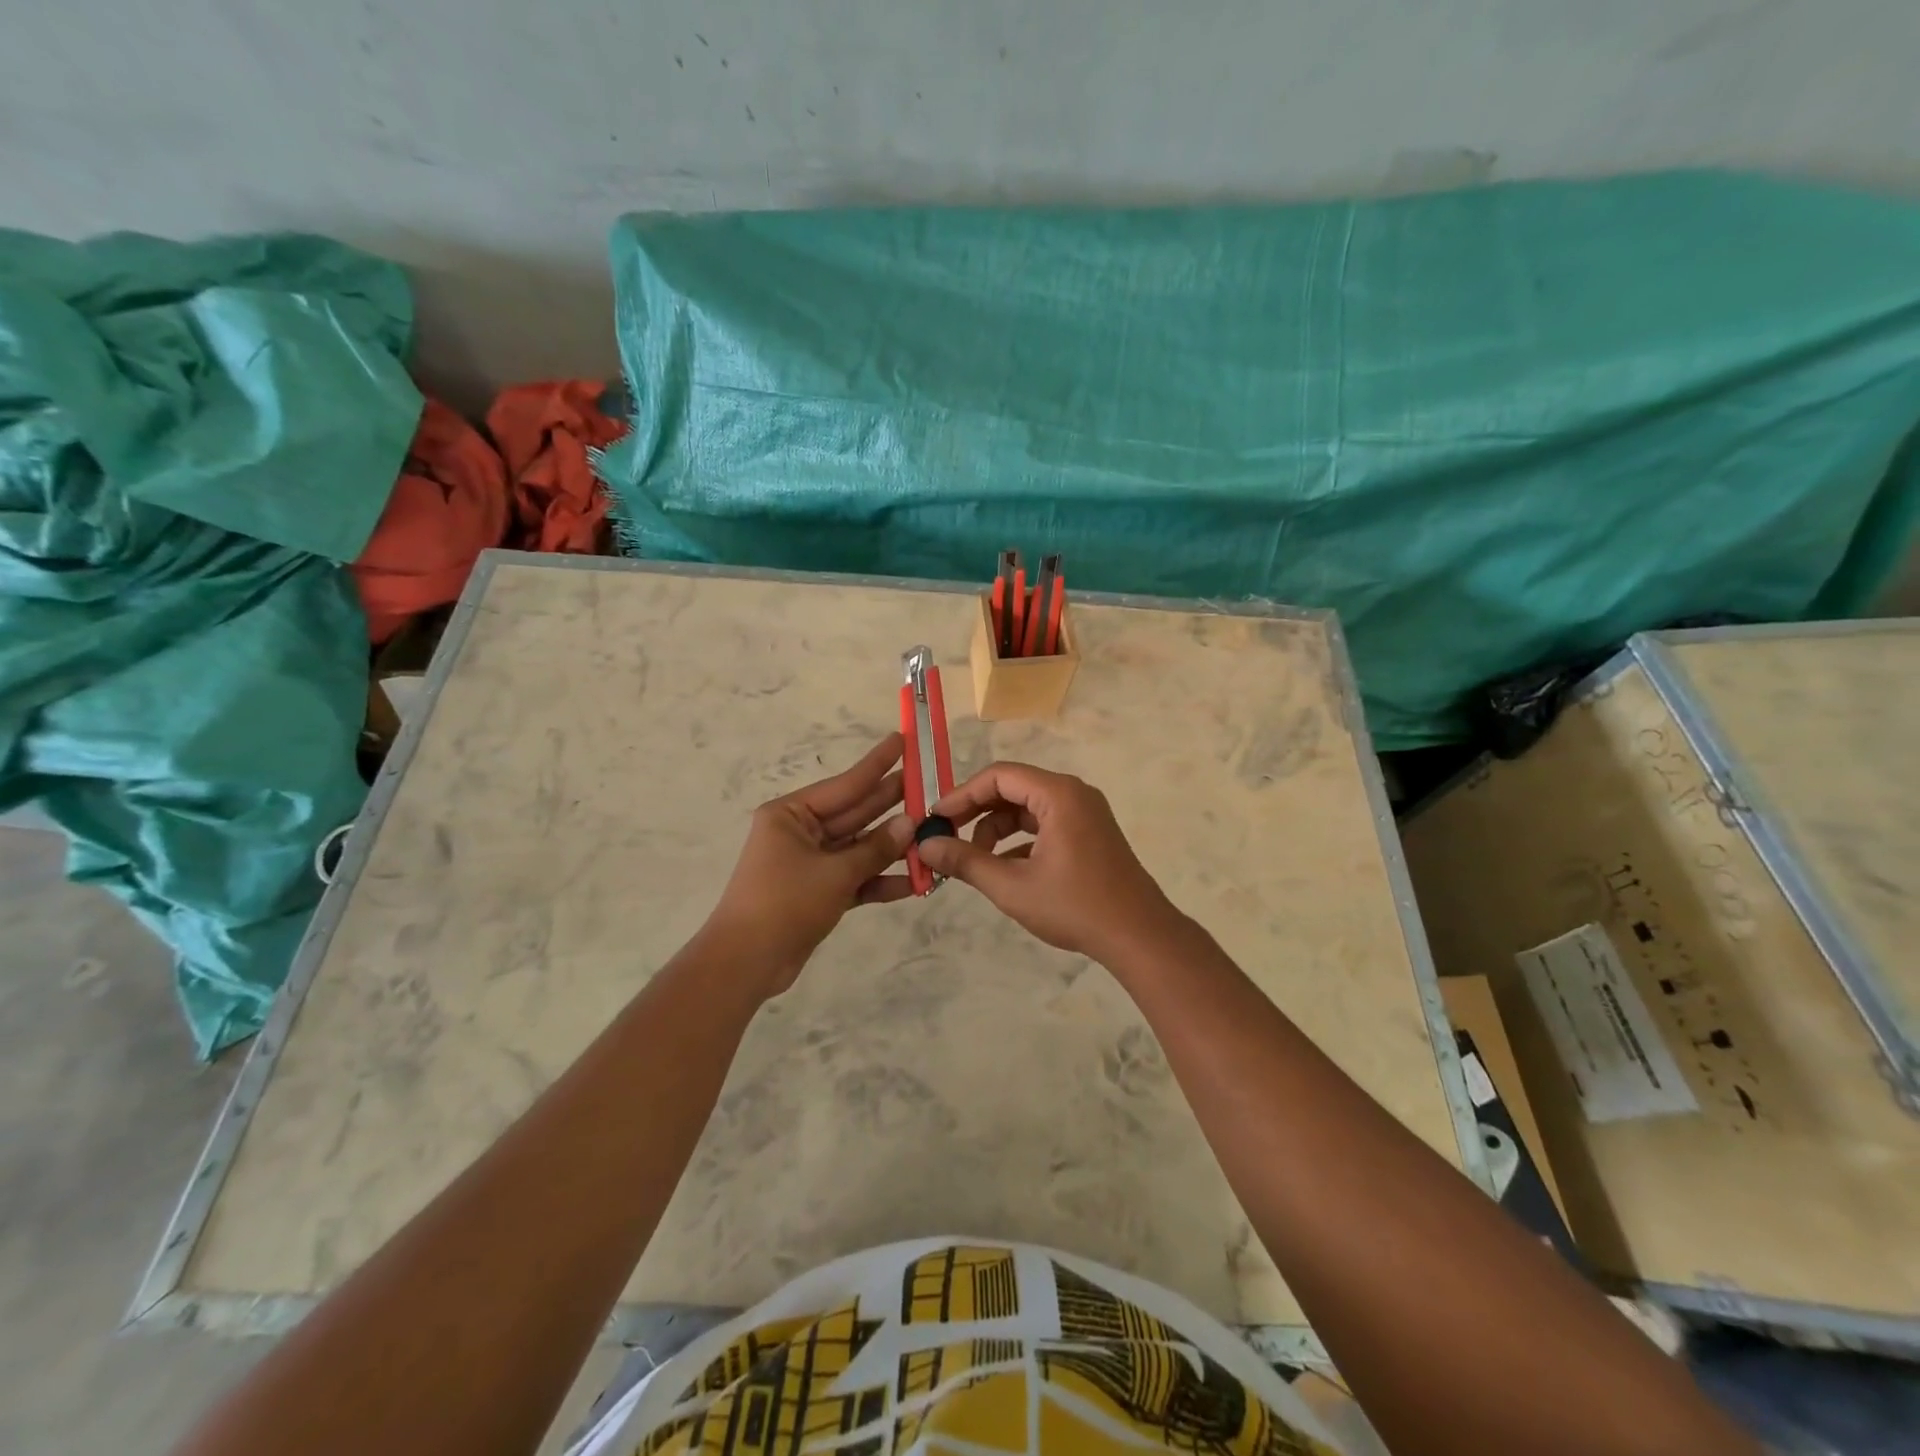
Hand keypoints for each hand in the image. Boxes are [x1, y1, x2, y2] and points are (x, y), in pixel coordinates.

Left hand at [706, 734, 914, 994]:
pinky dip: (881, 880)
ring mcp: (811, 863)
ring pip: (859, 847)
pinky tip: (916, 882)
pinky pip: (856, 877)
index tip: (902, 740)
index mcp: (792, 815)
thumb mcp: (834, 873)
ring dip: (893, 847)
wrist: (746, 963)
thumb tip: (910, 823)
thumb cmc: (784, 903)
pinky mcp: (819, 892)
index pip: (845, 784)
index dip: (877, 764)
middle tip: (929, 784)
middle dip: (891, 803)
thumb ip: (876, 848)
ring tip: (932, 833)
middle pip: (855, 813)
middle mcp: (801, 832)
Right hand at [918, 762, 1181, 961]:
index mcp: (1058, 794)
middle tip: (946, 836)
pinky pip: (1045, 823)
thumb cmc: (1074, 907)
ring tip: (975, 860)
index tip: (935, 818)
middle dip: (977, 812)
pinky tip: (1005, 869)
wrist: (1139, 936)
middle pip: (1012, 788)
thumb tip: (925, 845)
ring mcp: (1085, 812)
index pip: (998, 776)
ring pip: (1028, 808)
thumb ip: (966, 861)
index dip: (962, 795)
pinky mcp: (1090, 832)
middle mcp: (1073, 793)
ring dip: (997, 829)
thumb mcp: (1011, 886)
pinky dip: (1020, 840)